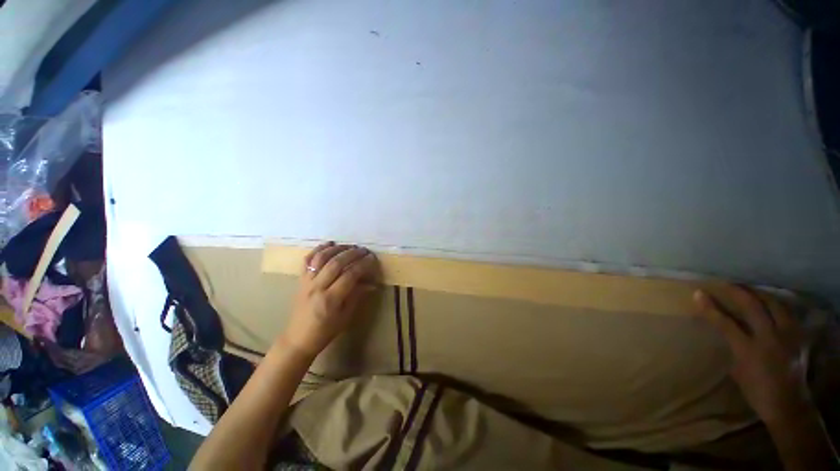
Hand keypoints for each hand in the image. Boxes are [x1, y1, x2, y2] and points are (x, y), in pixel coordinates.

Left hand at [278, 242, 378, 358]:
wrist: (298, 339)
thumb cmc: (325, 331)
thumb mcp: (346, 317)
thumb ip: (357, 296)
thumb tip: (372, 283)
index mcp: (330, 299)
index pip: (350, 275)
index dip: (363, 265)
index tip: (372, 259)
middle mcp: (317, 287)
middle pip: (336, 263)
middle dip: (352, 253)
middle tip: (364, 250)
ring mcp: (306, 282)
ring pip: (321, 258)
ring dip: (337, 249)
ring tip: (350, 246)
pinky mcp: (300, 280)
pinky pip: (307, 260)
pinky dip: (318, 249)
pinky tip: (329, 244)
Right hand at [693, 286, 812, 424]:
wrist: (788, 404)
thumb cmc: (756, 390)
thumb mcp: (737, 370)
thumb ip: (734, 346)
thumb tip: (726, 328)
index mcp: (749, 350)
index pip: (725, 322)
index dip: (710, 307)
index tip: (698, 293)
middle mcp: (770, 338)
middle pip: (753, 306)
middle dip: (738, 292)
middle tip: (726, 283)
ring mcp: (788, 335)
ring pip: (774, 304)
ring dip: (759, 294)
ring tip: (749, 289)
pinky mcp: (799, 335)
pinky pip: (786, 312)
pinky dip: (776, 304)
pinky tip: (770, 302)